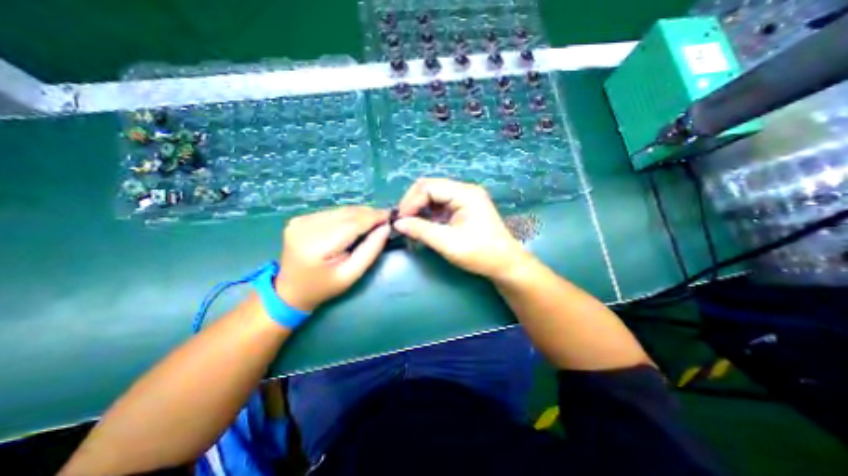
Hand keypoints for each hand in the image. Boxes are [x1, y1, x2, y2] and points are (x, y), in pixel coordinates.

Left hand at [275, 204, 389, 310]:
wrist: (290, 290)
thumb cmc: (324, 287)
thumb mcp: (351, 275)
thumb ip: (370, 250)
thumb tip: (385, 228)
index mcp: (316, 247)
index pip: (351, 225)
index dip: (373, 218)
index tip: (390, 215)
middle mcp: (305, 228)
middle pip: (345, 214)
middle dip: (368, 214)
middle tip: (385, 217)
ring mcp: (300, 221)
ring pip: (339, 211)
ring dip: (359, 213)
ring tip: (373, 220)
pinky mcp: (299, 218)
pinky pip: (331, 212)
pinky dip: (346, 215)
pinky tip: (354, 222)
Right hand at [392, 179, 528, 282]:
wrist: (505, 263)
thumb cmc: (480, 253)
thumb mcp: (448, 243)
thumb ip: (421, 230)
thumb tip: (398, 223)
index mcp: (465, 193)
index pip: (429, 187)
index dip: (411, 201)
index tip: (400, 220)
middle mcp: (465, 190)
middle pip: (430, 187)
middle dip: (413, 203)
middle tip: (403, 221)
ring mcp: (465, 198)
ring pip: (433, 195)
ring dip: (420, 208)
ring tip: (411, 224)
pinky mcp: (464, 207)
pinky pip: (440, 204)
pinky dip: (429, 214)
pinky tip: (424, 225)